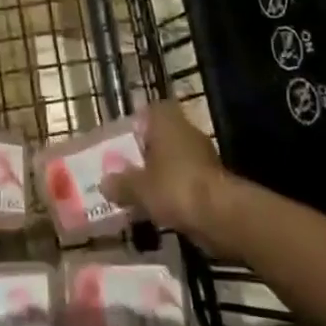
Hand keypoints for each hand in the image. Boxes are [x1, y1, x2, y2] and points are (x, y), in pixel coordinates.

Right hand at [99, 101, 235, 253]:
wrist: (221, 215)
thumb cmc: (174, 188)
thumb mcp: (138, 188)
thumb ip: (121, 183)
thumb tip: (104, 182)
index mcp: (166, 122)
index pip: (150, 110)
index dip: (136, 124)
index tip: (124, 140)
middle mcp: (186, 130)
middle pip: (163, 135)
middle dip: (147, 151)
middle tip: (128, 167)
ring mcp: (203, 155)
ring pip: (175, 158)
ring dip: (161, 172)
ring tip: (141, 191)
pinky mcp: (214, 179)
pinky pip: (187, 179)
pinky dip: (175, 189)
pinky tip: (161, 207)